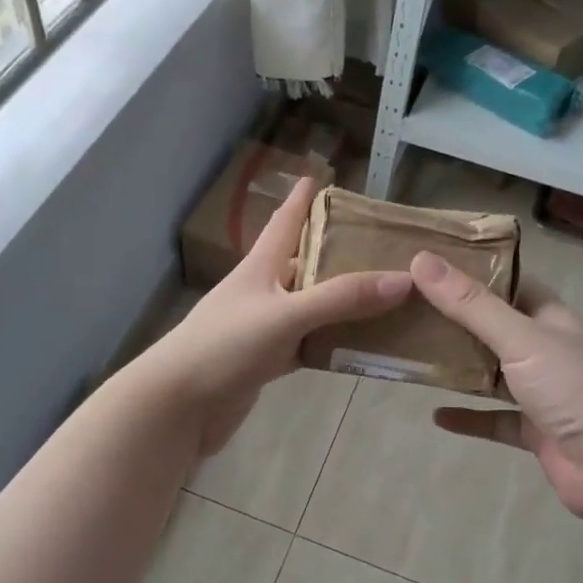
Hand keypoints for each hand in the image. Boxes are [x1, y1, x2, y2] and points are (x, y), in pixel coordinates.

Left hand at [140, 176, 412, 455]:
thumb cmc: (225, 347)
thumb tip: (404, 280)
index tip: (322, 177)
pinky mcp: (265, 362)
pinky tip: (360, 345)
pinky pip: (307, 345)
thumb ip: (341, 299)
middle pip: (304, 264)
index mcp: (260, 267)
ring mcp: (263, 329)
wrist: (179, 405)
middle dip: (337, 253)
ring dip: (341, 302)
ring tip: (386, 294)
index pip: (285, 222)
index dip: (302, 199)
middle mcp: (262, 292)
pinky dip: (332, 343)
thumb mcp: (286, 315)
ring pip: (310, 307)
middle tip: (382, 246)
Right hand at [410, 252, 582, 518]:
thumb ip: (470, 304)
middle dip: (456, 320)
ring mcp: (541, 392)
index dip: (474, 272)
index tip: (429, 265)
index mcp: (550, 318)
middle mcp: (546, 350)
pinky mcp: (534, 431)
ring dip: (459, 368)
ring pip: (492, 374)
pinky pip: (493, 419)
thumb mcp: (520, 339)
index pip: (510, 283)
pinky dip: (467, 417)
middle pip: (494, 328)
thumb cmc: (574, 388)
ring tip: (414, 356)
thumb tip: (420, 259)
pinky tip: (436, 415)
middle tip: (407, 309)